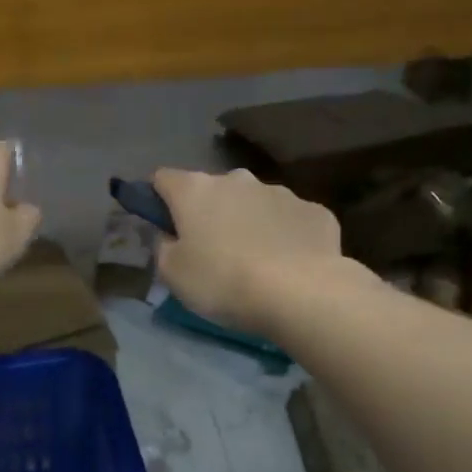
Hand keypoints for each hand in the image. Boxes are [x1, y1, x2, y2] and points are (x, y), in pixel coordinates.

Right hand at [152, 167, 342, 333]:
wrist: (301, 292)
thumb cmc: (223, 281)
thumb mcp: (173, 274)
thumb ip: (163, 247)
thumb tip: (168, 234)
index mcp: (195, 190)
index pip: (162, 178)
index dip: (157, 199)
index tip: (162, 225)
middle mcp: (237, 179)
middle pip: (212, 190)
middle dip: (208, 213)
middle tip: (210, 251)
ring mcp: (280, 192)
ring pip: (253, 203)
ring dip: (247, 222)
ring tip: (254, 262)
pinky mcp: (315, 210)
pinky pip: (289, 220)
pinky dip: (284, 236)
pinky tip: (288, 265)